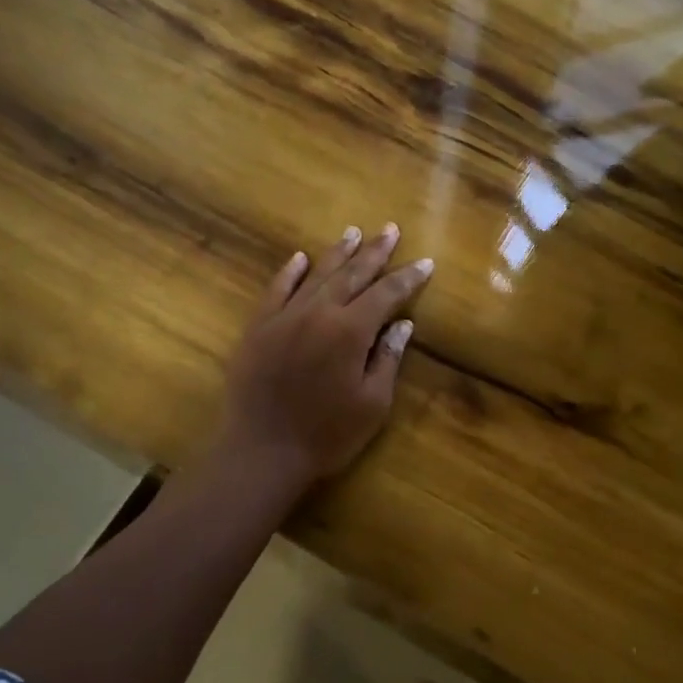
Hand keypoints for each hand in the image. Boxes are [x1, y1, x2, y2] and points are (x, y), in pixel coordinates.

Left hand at [217, 222, 433, 488]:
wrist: (262, 451)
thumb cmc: (327, 435)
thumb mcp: (372, 404)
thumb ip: (387, 359)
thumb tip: (402, 325)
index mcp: (350, 331)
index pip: (386, 295)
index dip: (408, 278)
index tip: (425, 263)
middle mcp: (318, 313)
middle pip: (352, 274)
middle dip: (374, 252)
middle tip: (390, 230)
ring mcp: (284, 317)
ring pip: (316, 275)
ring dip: (338, 253)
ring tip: (353, 233)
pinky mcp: (258, 328)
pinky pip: (276, 290)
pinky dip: (290, 272)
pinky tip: (300, 259)